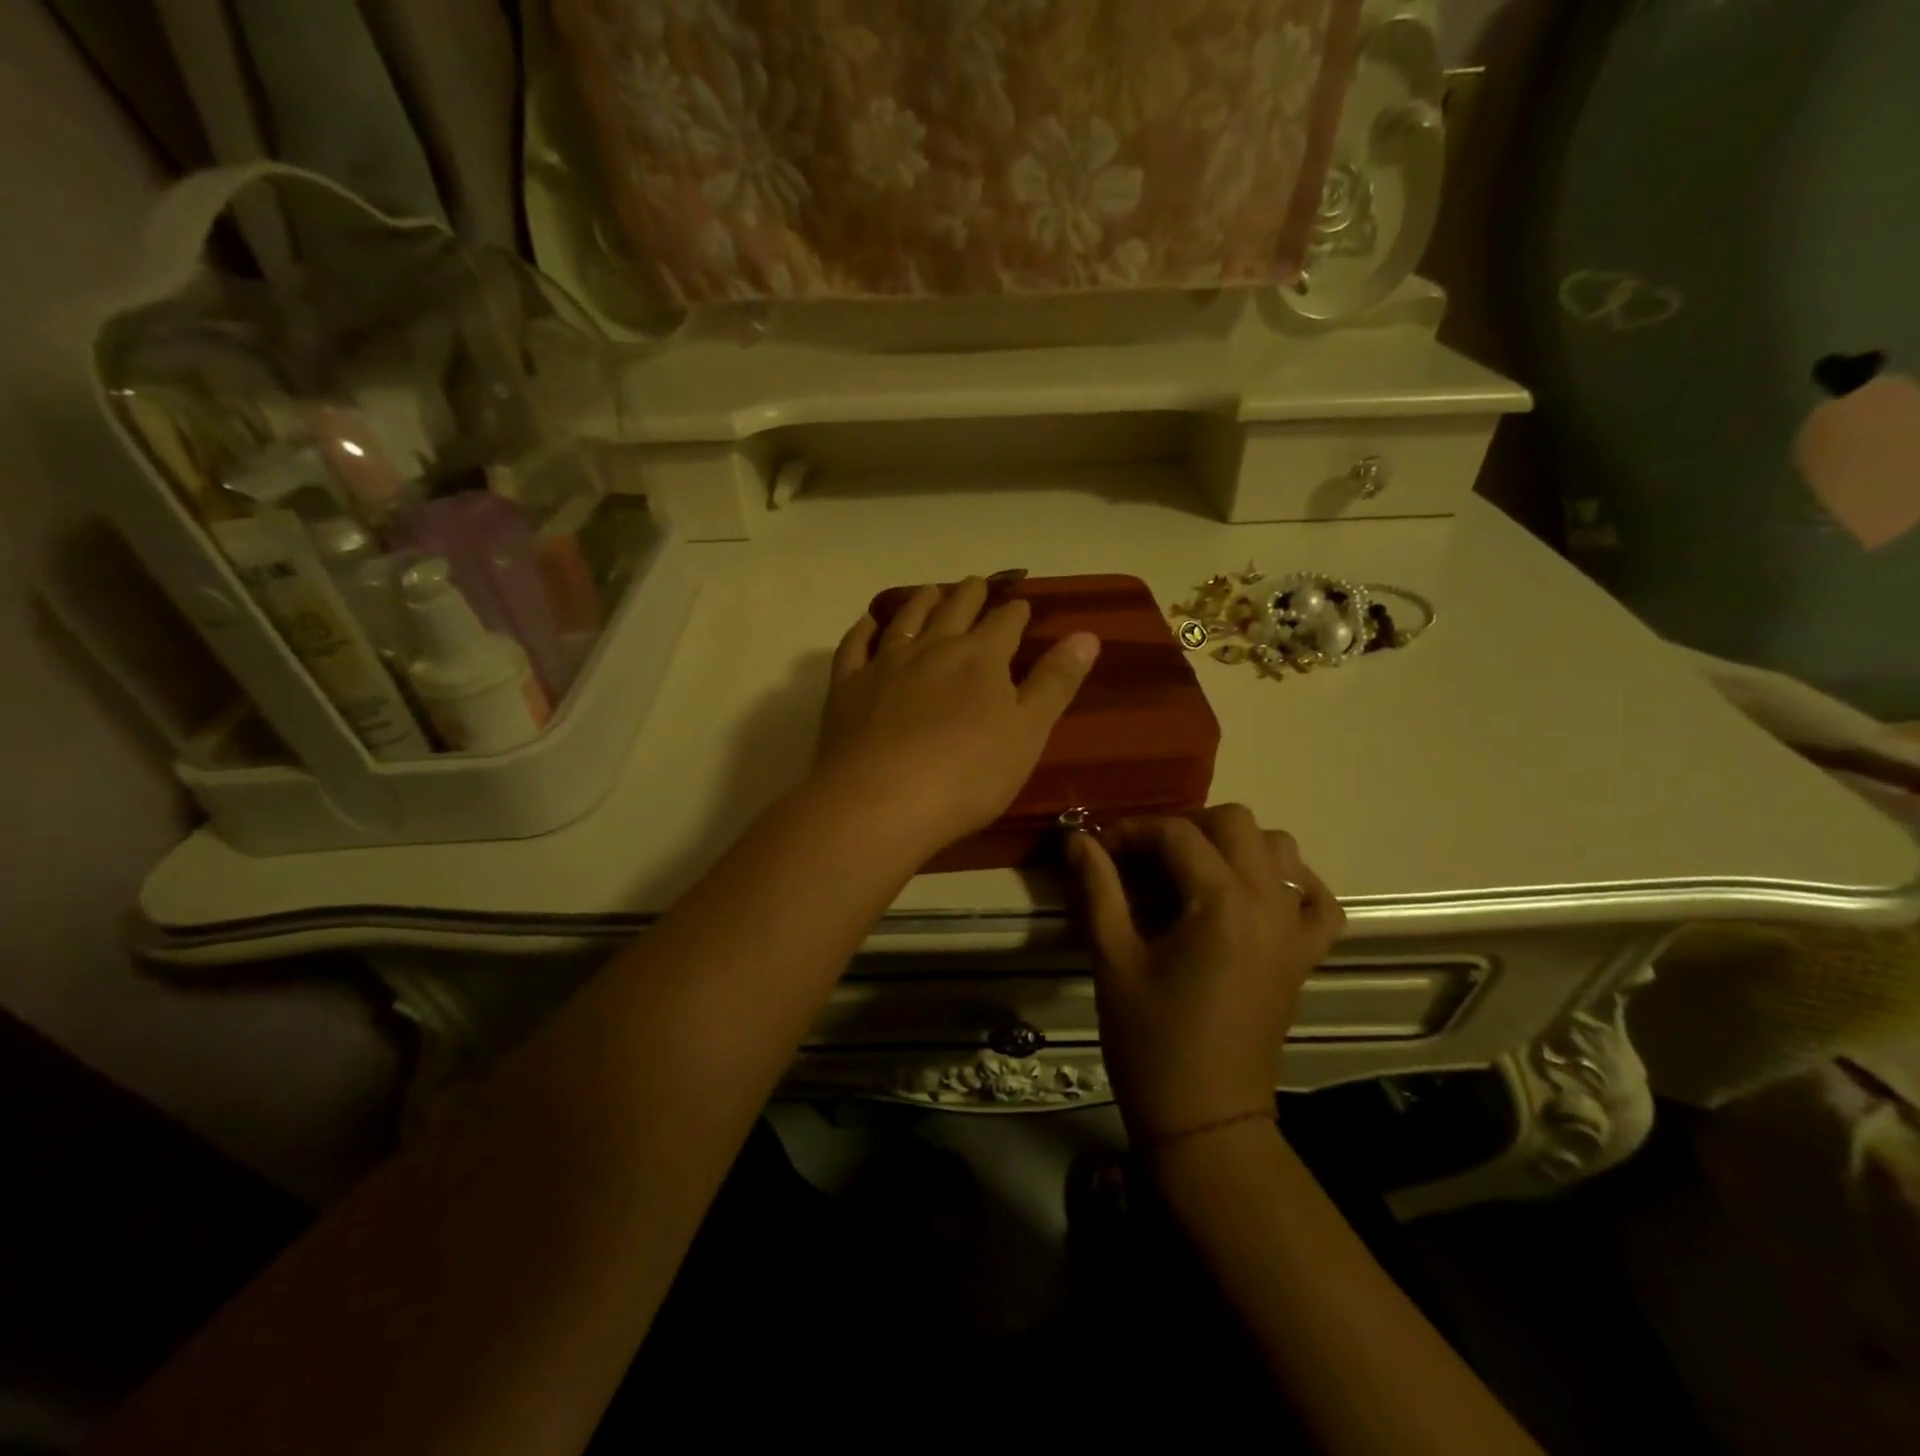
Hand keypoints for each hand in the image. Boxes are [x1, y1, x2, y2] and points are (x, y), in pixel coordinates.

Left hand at [812, 577, 1099, 858]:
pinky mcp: (847, 688)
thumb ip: (1055, 683)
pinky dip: (864, 629)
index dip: (1015, 612)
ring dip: (922, 601)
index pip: (1004, 624)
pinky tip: (868, 622)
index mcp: (981, 659)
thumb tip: (1086, 634)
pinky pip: (855, 646)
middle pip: (955, 610)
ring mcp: (885, 665)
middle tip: (977, 583)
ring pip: (907, 619)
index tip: (1021, 604)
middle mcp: (932, 649)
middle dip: (970, 595)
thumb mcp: (1027, 734)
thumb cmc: (967, 776)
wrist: (879, 802)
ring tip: (931, 590)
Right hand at [1066, 806, 1344, 1141]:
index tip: (1098, 850)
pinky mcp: (1305, 954)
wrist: (1205, 1117)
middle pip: (1234, 822)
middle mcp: (1270, 903)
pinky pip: (1315, 897)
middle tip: (1142, 859)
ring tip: (1191, 874)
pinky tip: (1252, 894)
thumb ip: (1097, 888)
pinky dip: (1287, 881)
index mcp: (1222, 903)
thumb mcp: (1113, 959)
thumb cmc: (1151, 1040)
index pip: (1176, 834)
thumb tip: (1077, 838)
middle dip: (1183, 828)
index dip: (1130, 832)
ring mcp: (1295, 929)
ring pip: (1278, 848)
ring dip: (1232, 845)